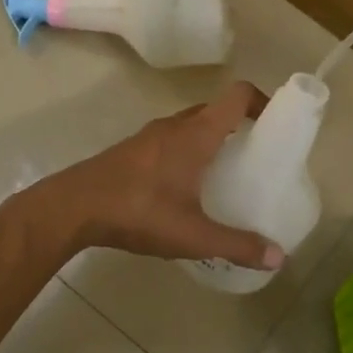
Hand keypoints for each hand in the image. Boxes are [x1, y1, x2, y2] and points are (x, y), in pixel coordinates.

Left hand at [34, 81, 283, 268]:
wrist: (73, 207)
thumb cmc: (139, 211)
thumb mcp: (193, 234)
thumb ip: (237, 245)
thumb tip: (278, 258)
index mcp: (197, 134)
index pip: (237, 95)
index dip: (263, 100)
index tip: (278, 122)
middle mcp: (175, 126)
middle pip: (216, 109)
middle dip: (240, 125)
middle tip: (256, 155)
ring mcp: (150, 136)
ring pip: (190, 125)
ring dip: (211, 139)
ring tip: (226, 173)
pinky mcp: (132, 151)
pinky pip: (171, 140)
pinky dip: (187, 151)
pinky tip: (186, 187)